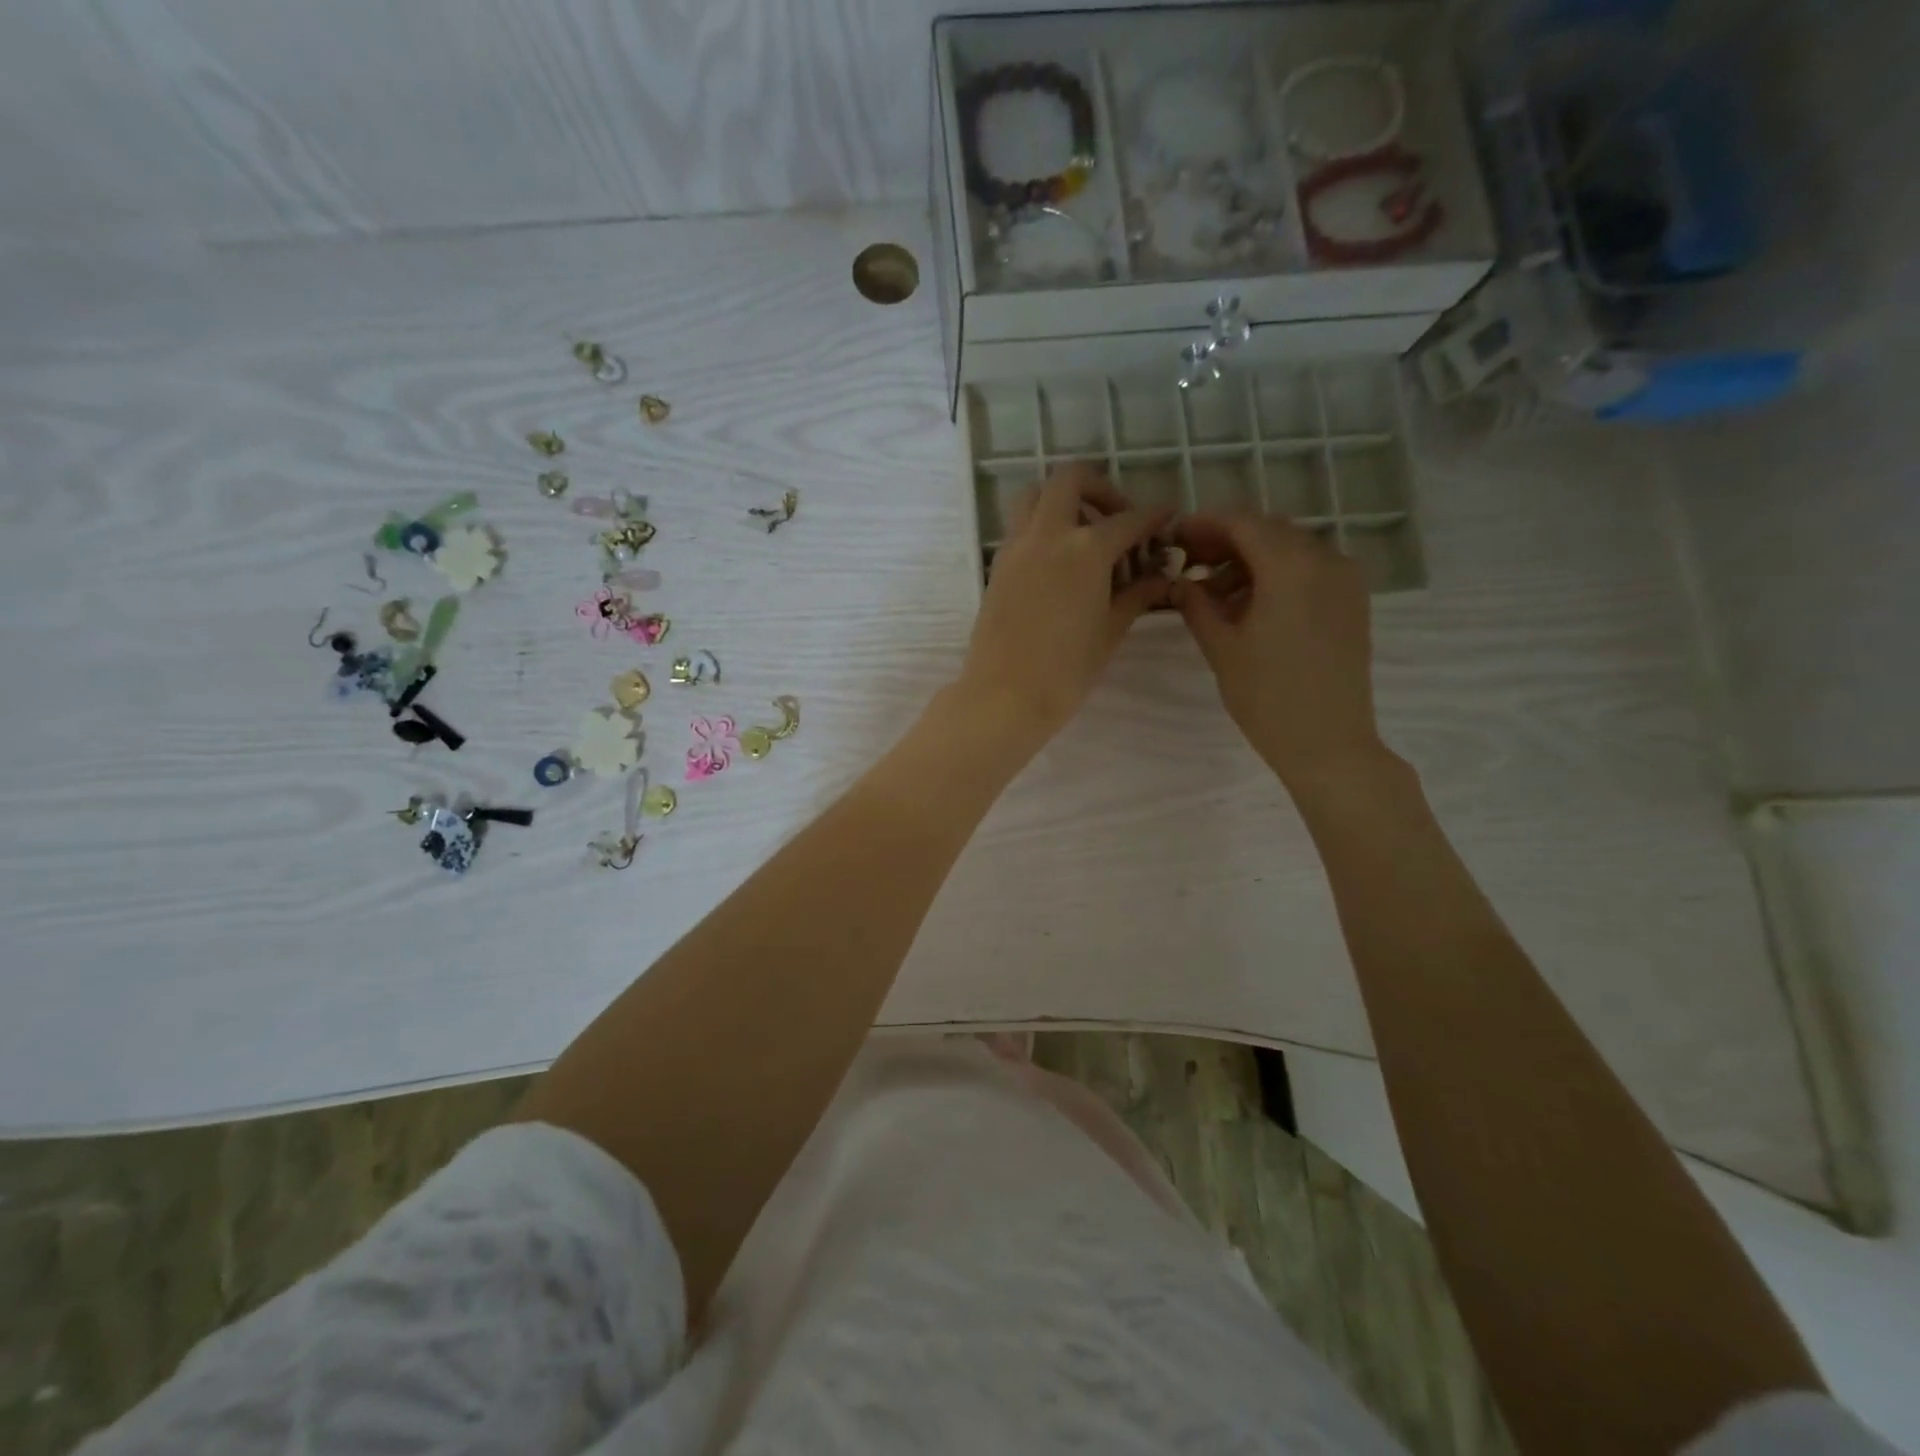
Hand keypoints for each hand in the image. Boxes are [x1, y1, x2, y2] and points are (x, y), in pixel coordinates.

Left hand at [959, 463, 1171, 742]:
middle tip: (1117, 519)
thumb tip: (1161, 575)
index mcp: (1086, 549)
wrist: (1005, 695)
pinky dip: (1041, 527)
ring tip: (1084, 535)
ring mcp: (1016, 546)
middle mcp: (1048, 534)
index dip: (1154, 516)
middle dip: (1100, 488)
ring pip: (1035, 496)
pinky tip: (1059, 562)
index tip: (1168, 517)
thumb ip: (1137, 594)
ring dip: (1062, 501)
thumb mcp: (1111, 630)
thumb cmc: (1067, 670)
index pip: (1129, 520)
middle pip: (1070, 480)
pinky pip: (1020, 527)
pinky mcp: (998, 565)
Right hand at [1174, 513, 1386, 790]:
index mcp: (1290, 566)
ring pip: (1289, 549)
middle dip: (1225, 540)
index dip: (1203, 524)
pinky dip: (1275, 575)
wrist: (1328, 742)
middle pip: (1267, 530)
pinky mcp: (1351, 601)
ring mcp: (1344, 579)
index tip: (1174, 538)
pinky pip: (1308, 570)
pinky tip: (1249, 604)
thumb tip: (1179, 582)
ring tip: (1214, 592)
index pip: (1241, 522)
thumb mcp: (1221, 647)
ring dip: (1249, 559)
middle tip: (1189, 564)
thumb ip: (1196, 604)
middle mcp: (1324, 559)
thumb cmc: (1267, 696)